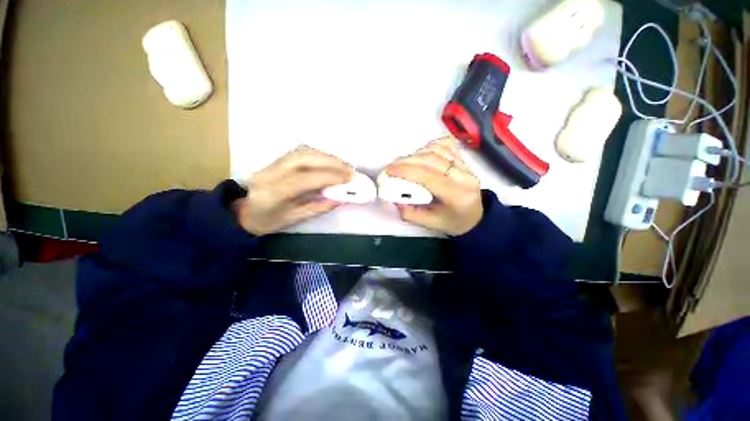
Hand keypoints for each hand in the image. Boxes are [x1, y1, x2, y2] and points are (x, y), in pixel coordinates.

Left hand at [234, 145, 352, 234]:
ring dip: (326, 156)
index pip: (304, 179)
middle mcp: (269, 173)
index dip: (329, 176)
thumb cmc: (268, 221)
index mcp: (271, 193)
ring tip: (343, 165)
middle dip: (330, 162)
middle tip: (349, 169)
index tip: (348, 178)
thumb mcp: (294, 219)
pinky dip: (319, 155)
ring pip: (302, 151)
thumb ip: (318, 208)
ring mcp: (271, 163)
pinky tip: (330, 161)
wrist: (245, 212)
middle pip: (303, 158)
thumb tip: (341, 198)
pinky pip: (300, 152)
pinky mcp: (276, 159)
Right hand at [385, 137, 482, 235]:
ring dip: (416, 154)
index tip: (389, 171)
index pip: (429, 176)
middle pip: (432, 160)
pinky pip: (445, 145)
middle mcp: (464, 177)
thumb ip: (408, 212)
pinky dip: (429, 147)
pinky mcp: (463, 159)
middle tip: (391, 167)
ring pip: (437, 150)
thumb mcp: (429, 224)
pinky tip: (420, 155)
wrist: (474, 216)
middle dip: (407, 161)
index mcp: (457, 195)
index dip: (407, 171)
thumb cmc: (451, 222)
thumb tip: (392, 196)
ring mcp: (466, 165)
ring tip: (403, 164)